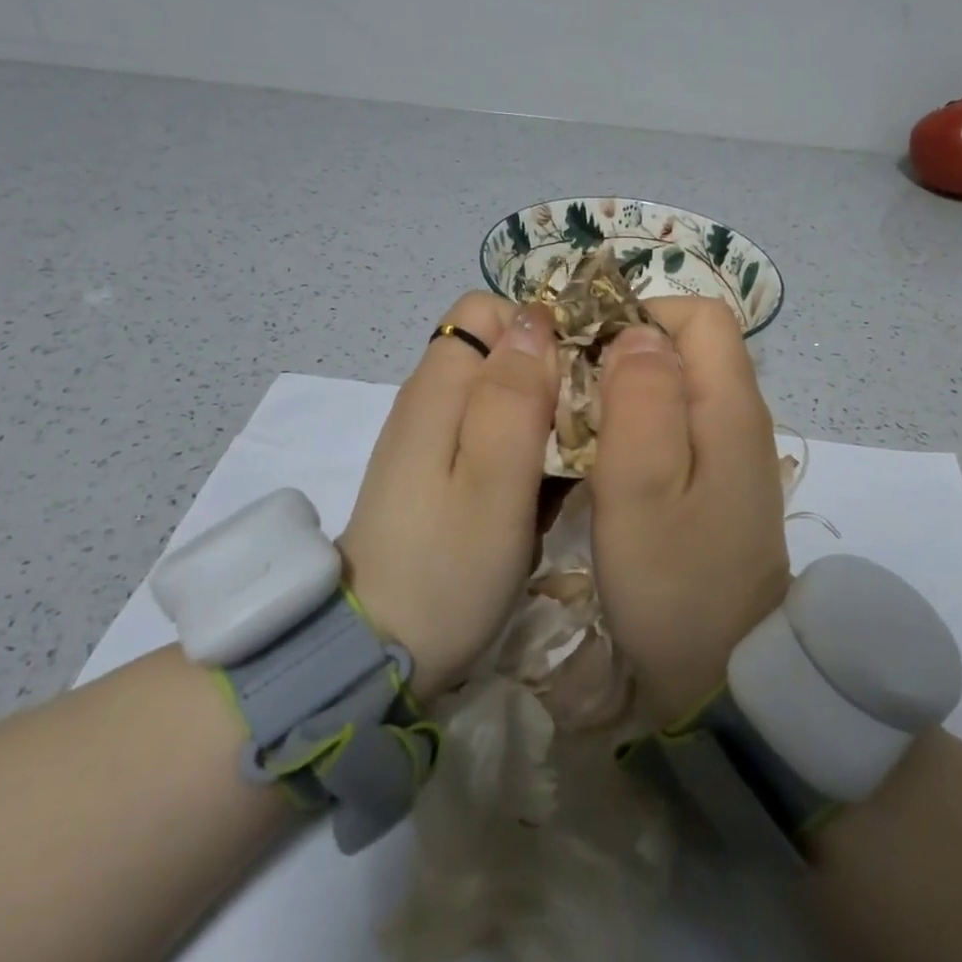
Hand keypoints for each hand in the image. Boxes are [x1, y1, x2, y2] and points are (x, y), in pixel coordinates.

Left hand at [340, 292, 557, 702]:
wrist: (381, 652)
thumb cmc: (448, 566)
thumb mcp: (494, 479)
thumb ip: (515, 395)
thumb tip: (536, 320)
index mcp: (439, 387)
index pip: (489, 310)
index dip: (539, 330)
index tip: (579, 378)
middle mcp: (429, 400)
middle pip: (499, 351)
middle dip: (548, 376)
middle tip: (581, 431)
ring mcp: (430, 439)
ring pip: (501, 395)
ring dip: (541, 418)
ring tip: (568, 467)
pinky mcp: (437, 475)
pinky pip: (491, 437)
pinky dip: (523, 452)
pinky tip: (539, 494)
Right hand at [590, 297, 790, 723]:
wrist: (723, 674)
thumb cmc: (674, 583)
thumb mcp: (643, 490)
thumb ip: (641, 401)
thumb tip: (636, 333)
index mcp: (730, 407)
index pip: (698, 315)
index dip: (641, 315)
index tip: (586, 350)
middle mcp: (740, 417)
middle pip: (687, 346)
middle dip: (624, 351)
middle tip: (570, 393)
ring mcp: (731, 452)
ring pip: (677, 385)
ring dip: (625, 390)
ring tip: (577, 425)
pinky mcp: (717, 482)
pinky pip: (677, 424)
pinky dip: (637, 424)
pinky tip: (604, 459)